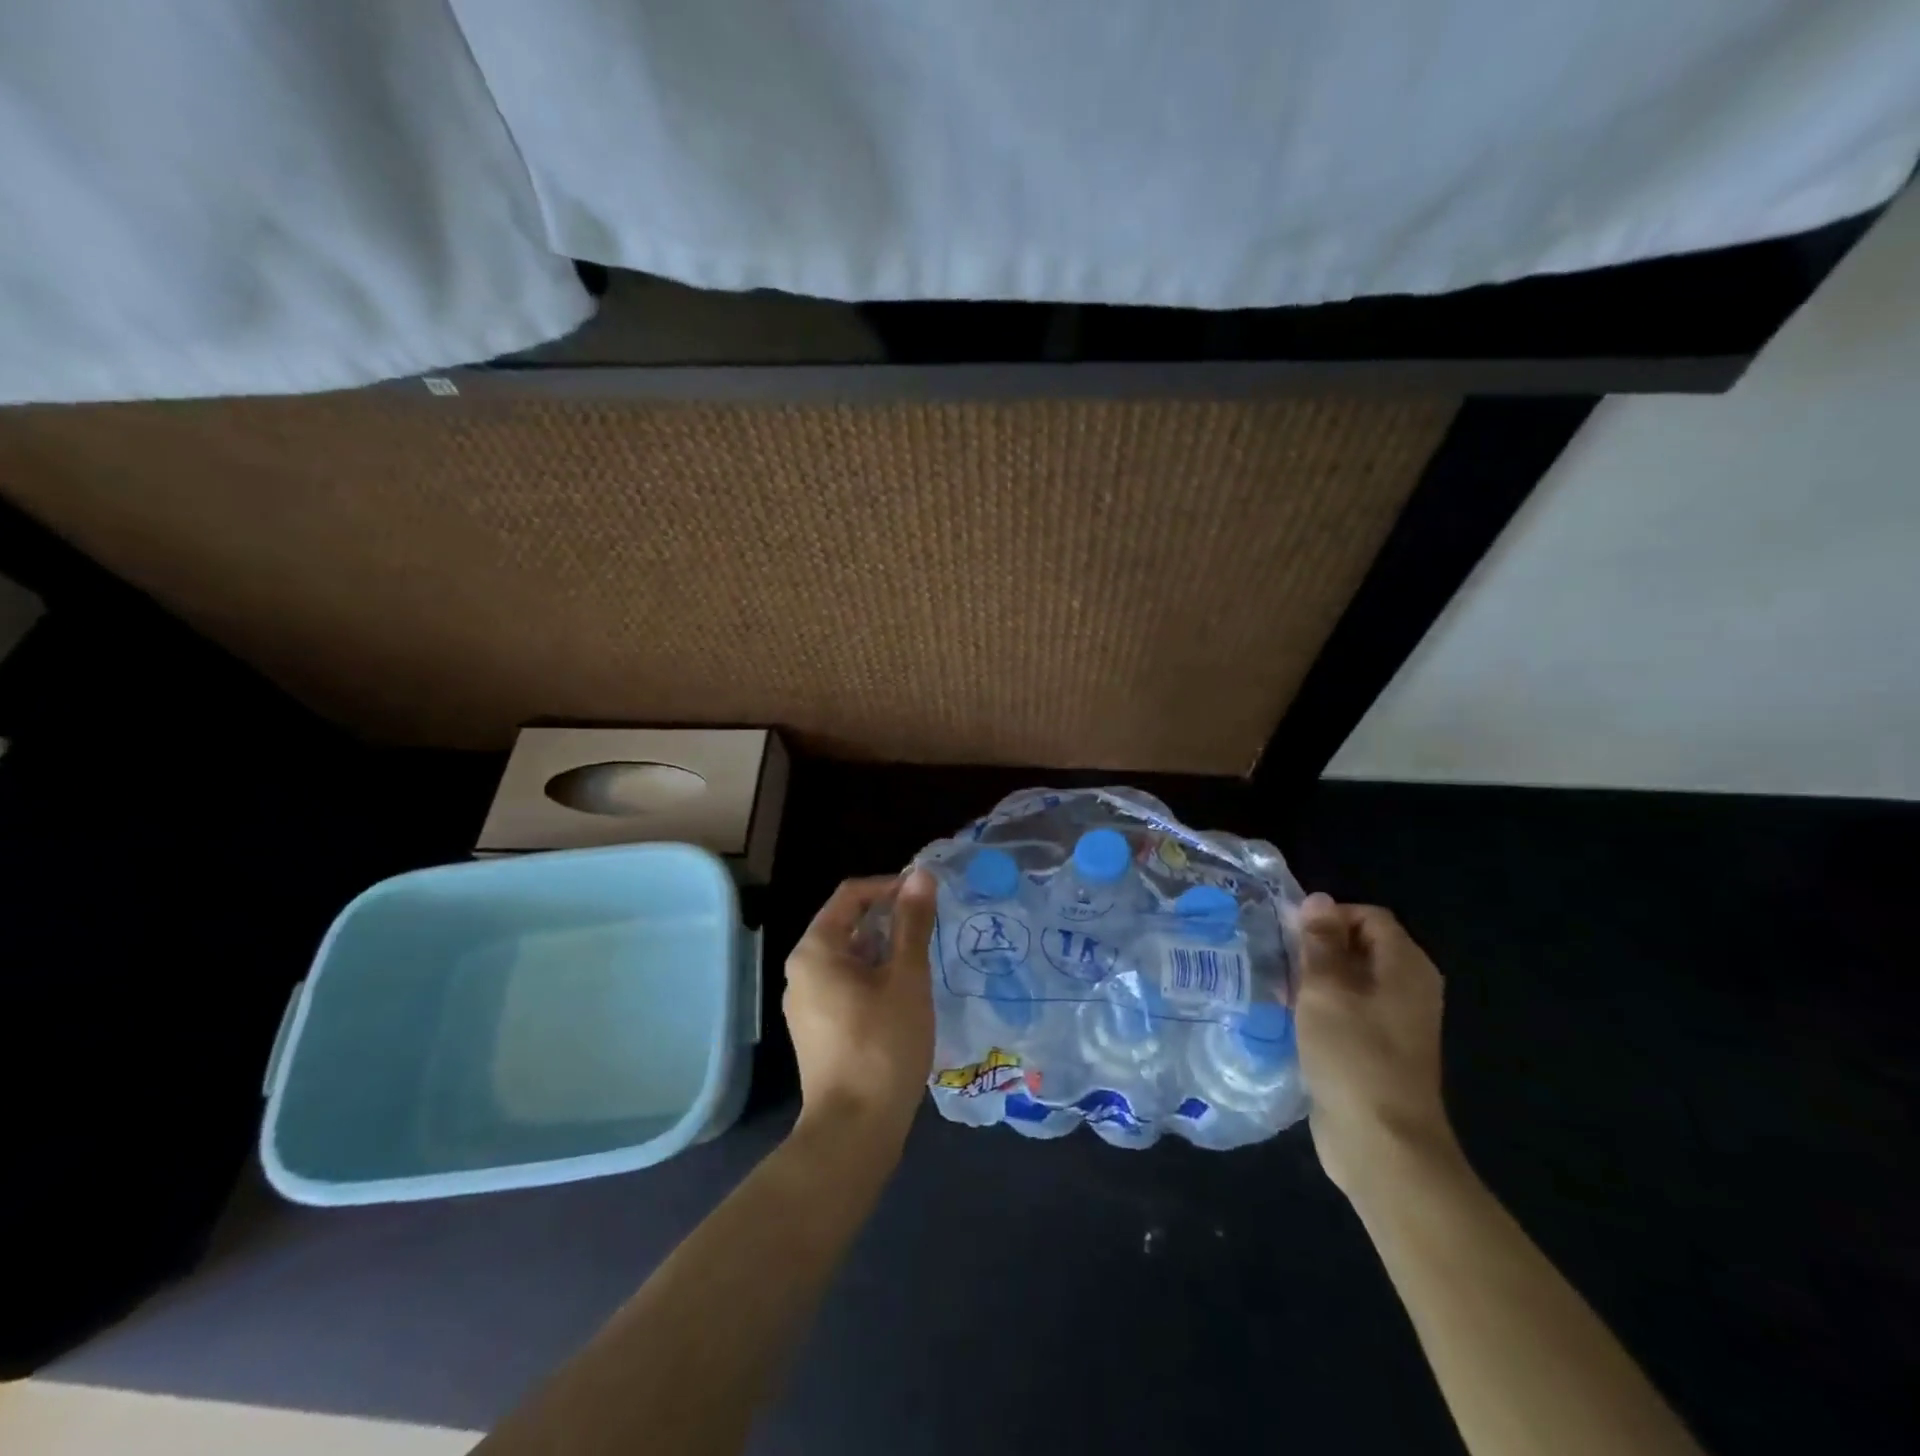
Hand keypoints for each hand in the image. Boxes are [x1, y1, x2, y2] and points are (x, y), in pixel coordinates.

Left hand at [783, 871, 937, 1149]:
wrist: (853, 1130)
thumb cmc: (882, 1044)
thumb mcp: (906, 977)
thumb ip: (913, 923)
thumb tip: (920, 875)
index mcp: (815, 950)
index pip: (851, 895)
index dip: (889, 887)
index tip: (926, 896)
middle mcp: (802, 971)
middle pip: (848, 925)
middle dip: (890, 920)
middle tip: (930, 927)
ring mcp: (806, 1003)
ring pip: (849, 958)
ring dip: (885, 950)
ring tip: (923, 959)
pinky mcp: (817, 1030)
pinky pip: (846, 986)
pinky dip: (874, 978)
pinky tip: (905, 995)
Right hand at [1293, 892, 1461, 1200]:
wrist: (1381, 1144)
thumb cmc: (1353, 1055)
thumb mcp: (1327, 990)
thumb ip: (1320, 942)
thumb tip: (1318, 900)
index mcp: (1406, 968)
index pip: (1368, 917)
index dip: (1329, 916)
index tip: (1290, 933)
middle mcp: (1407, 989)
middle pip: (1360, 946)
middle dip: (1317, 946)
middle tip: (1277, 956)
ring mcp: (1394, 1022)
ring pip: (1350, 980)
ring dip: (1314, 978)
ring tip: (1275, 984)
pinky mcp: (1377, 1050)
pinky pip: (1347, 1011)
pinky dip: (1321, 1007)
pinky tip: (1289, 1017)